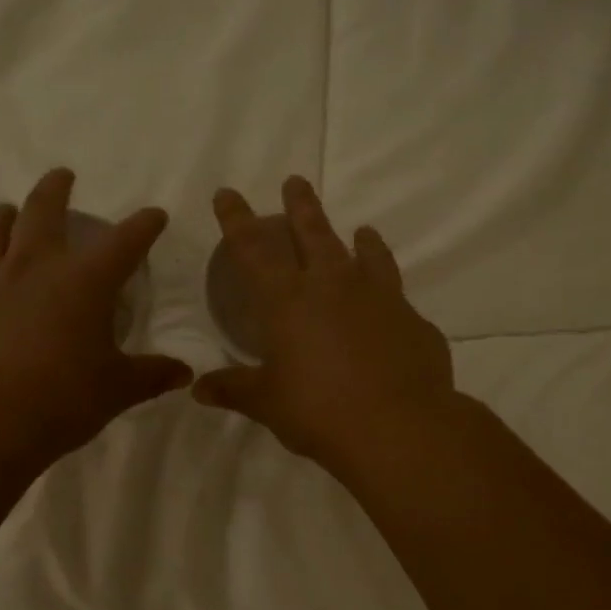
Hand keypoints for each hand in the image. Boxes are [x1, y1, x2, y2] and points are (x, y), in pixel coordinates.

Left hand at [0, 169, 193, 462]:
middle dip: (56, 189)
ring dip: (3, 216)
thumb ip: (150, 376)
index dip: (143, 225)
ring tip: (8, 212)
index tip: (154, 215)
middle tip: (63, 176)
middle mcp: (33, 269)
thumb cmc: (60, 401)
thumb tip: (184, 373)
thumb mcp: (116, 391)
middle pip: (43, 211)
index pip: (124, 242)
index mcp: (83, 282)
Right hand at [194, 176, 456, 471]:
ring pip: (367, 254)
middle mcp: (333, 286)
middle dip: (301, 206)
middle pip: (313, 233)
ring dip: (361, 239)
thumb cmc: (319, 411)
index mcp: (288, 301)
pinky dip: (388, 292)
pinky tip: (391, 305)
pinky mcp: (412, 320)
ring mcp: (379, 298)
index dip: (237, 219)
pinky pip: (397, 296)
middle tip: (296, 182)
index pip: (253, 249)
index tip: (228, 194)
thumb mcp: (268, 403)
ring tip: (362, 230)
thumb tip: (198, 389)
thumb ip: (234, 389)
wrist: (398, 427)